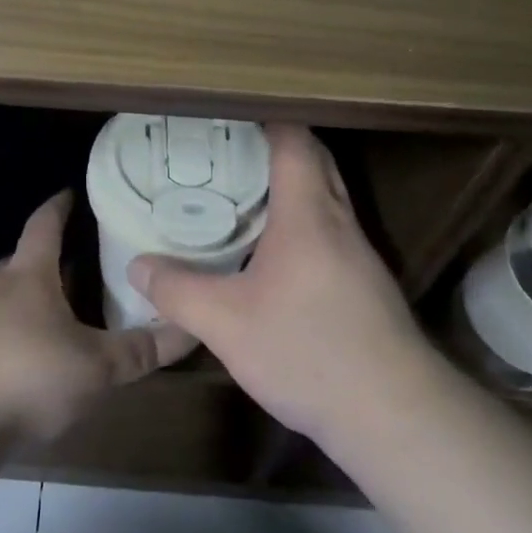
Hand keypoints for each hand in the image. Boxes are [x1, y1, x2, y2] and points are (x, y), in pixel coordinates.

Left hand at [0, 190, 193, 445]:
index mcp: (28, 277)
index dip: (59, 206)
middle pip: (22, 260)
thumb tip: (191, 329)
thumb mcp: (97, 368)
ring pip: (4, 297)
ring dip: (28, 298)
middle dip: (47, 257)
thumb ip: (142, 350)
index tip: (71, 192)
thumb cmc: (28, 378)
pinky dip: (10, 331)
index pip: (44, 225)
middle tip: (77, 260)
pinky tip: (25, 357)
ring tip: (57, 311)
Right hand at [129, 124, 428, 444]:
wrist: (394, 414)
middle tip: (224, 154)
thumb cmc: (308, 351)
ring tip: (239, 196)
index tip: (225, 118)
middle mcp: (340, 223)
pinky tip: (270, 254)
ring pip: (325, 198)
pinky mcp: (366, 286)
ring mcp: (359, 255)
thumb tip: (138, 267)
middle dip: (274, 148)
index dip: (264, 120)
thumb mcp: (226, 324)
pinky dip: (301, 223)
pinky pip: (330, 232)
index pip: (294, 141)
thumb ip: (178, 291)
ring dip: (289, 187)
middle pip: (315, 162)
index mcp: (308, 214)